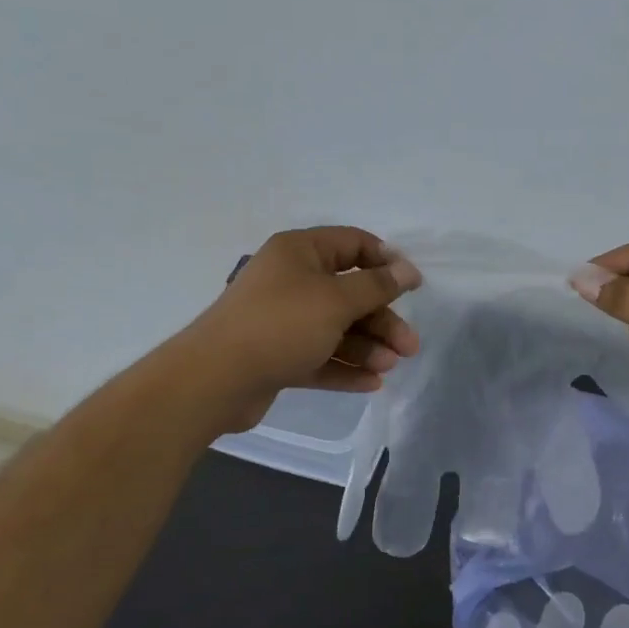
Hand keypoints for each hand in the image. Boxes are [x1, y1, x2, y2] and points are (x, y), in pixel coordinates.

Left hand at [188, 227, 421, 433]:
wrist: (215, 380)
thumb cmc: (281, 325)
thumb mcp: (337, 300)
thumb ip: (377, 285)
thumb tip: (408, 269)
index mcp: (300, 252)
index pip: (353, 244)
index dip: (386, 261)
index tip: (413, 286)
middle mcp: (291, 280)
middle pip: (349, 293)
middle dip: (382, 319)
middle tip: (410, 346)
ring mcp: (283, 320)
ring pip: (336, 328)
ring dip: (367, 346)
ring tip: (390, 367)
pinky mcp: (277, 355)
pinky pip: (320, 356)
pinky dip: (345, 367)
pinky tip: (372, 383)